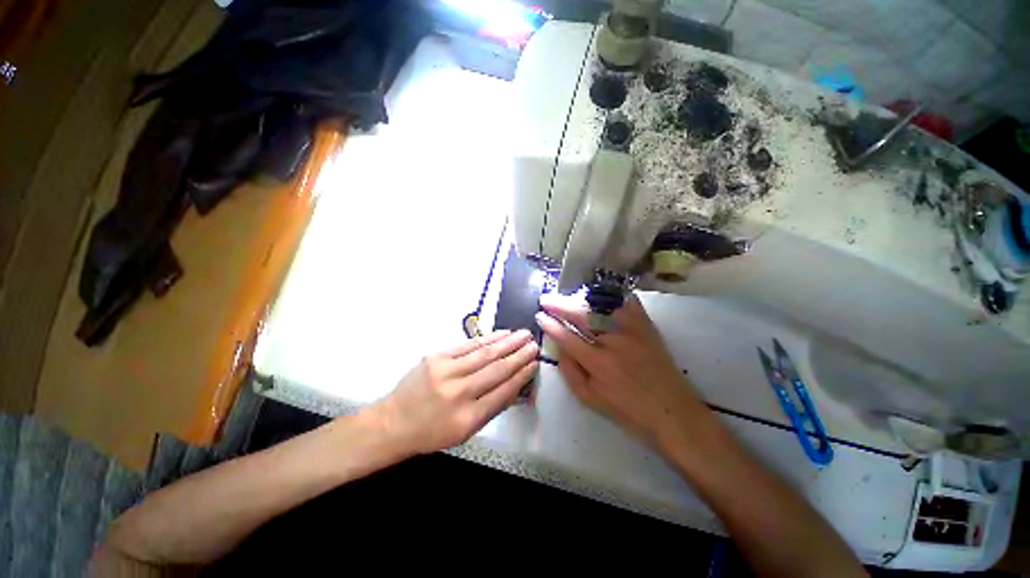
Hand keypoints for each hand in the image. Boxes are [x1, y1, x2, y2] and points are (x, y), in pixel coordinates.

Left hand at [370, 330, 538, 454]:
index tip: (535, 364)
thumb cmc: (432, 432)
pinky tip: (501, 334)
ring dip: (507, 343)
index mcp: (468, 418)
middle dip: (519, 355)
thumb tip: (515, 386)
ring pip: (485, 354)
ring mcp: (446, 372)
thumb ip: (492, 409)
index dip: (522, 376)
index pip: (504, 392)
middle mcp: (459, 393)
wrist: (393, 422)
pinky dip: (487, 339)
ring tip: (523, 335)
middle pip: (497, 370)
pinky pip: (468, 346)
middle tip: (534, 344)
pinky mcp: (436, 358)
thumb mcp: (465, 432)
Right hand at [536, 292, 714, 451]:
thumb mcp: (590, 399)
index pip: (566, 337)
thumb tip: (557, 346)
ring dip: (580, 298)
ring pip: (601, 306)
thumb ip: (569, 371)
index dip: (550, 325)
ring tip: (567, 296)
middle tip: (546, 299)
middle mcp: (614, 343)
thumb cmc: (628, 410)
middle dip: (559, 305)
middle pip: (581, 316)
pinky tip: (599, 292)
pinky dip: (612, 295)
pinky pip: (627, 302)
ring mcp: (632, 331)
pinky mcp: (647, 327)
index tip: (539, 315)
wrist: (672, 412)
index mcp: (598, 364)